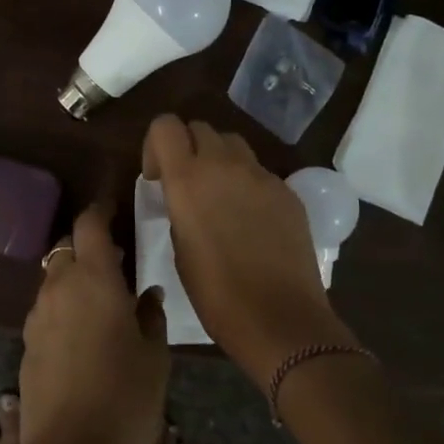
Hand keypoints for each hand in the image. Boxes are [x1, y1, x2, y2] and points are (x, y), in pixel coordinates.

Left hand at [20, 200, 169, 443]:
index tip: (112, 208)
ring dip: (74, 279)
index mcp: (93, 280)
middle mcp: (58, 289)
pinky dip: (62, 309)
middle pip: (65, 250)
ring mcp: (37, 319)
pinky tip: (83, 335)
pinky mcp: (26, 348)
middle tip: (116, 261)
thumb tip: (147, 294)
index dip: (100, 211)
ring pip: (53, 281)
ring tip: (102, 300)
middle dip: (87, 247)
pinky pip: (45, 312)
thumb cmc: (125, 400)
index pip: (89, 225)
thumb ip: (151, 316)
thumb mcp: (154, 357)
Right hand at [143, 115, 356, 387]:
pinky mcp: (287, 191)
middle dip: (188, 148)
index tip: (158, 176)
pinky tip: (251, 219)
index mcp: (188, 179)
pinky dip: (247, 182)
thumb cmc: (217, 294)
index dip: (156, 145)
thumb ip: (179, 208)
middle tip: (187, 184)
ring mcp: (261, 175)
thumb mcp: (179, 248)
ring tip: (219, 196)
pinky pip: (259, 171)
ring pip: (232, 143)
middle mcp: (224, 164)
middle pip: (200, 128)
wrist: (281, 318)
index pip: (165, 125)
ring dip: (219, 159)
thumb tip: (184, 197)